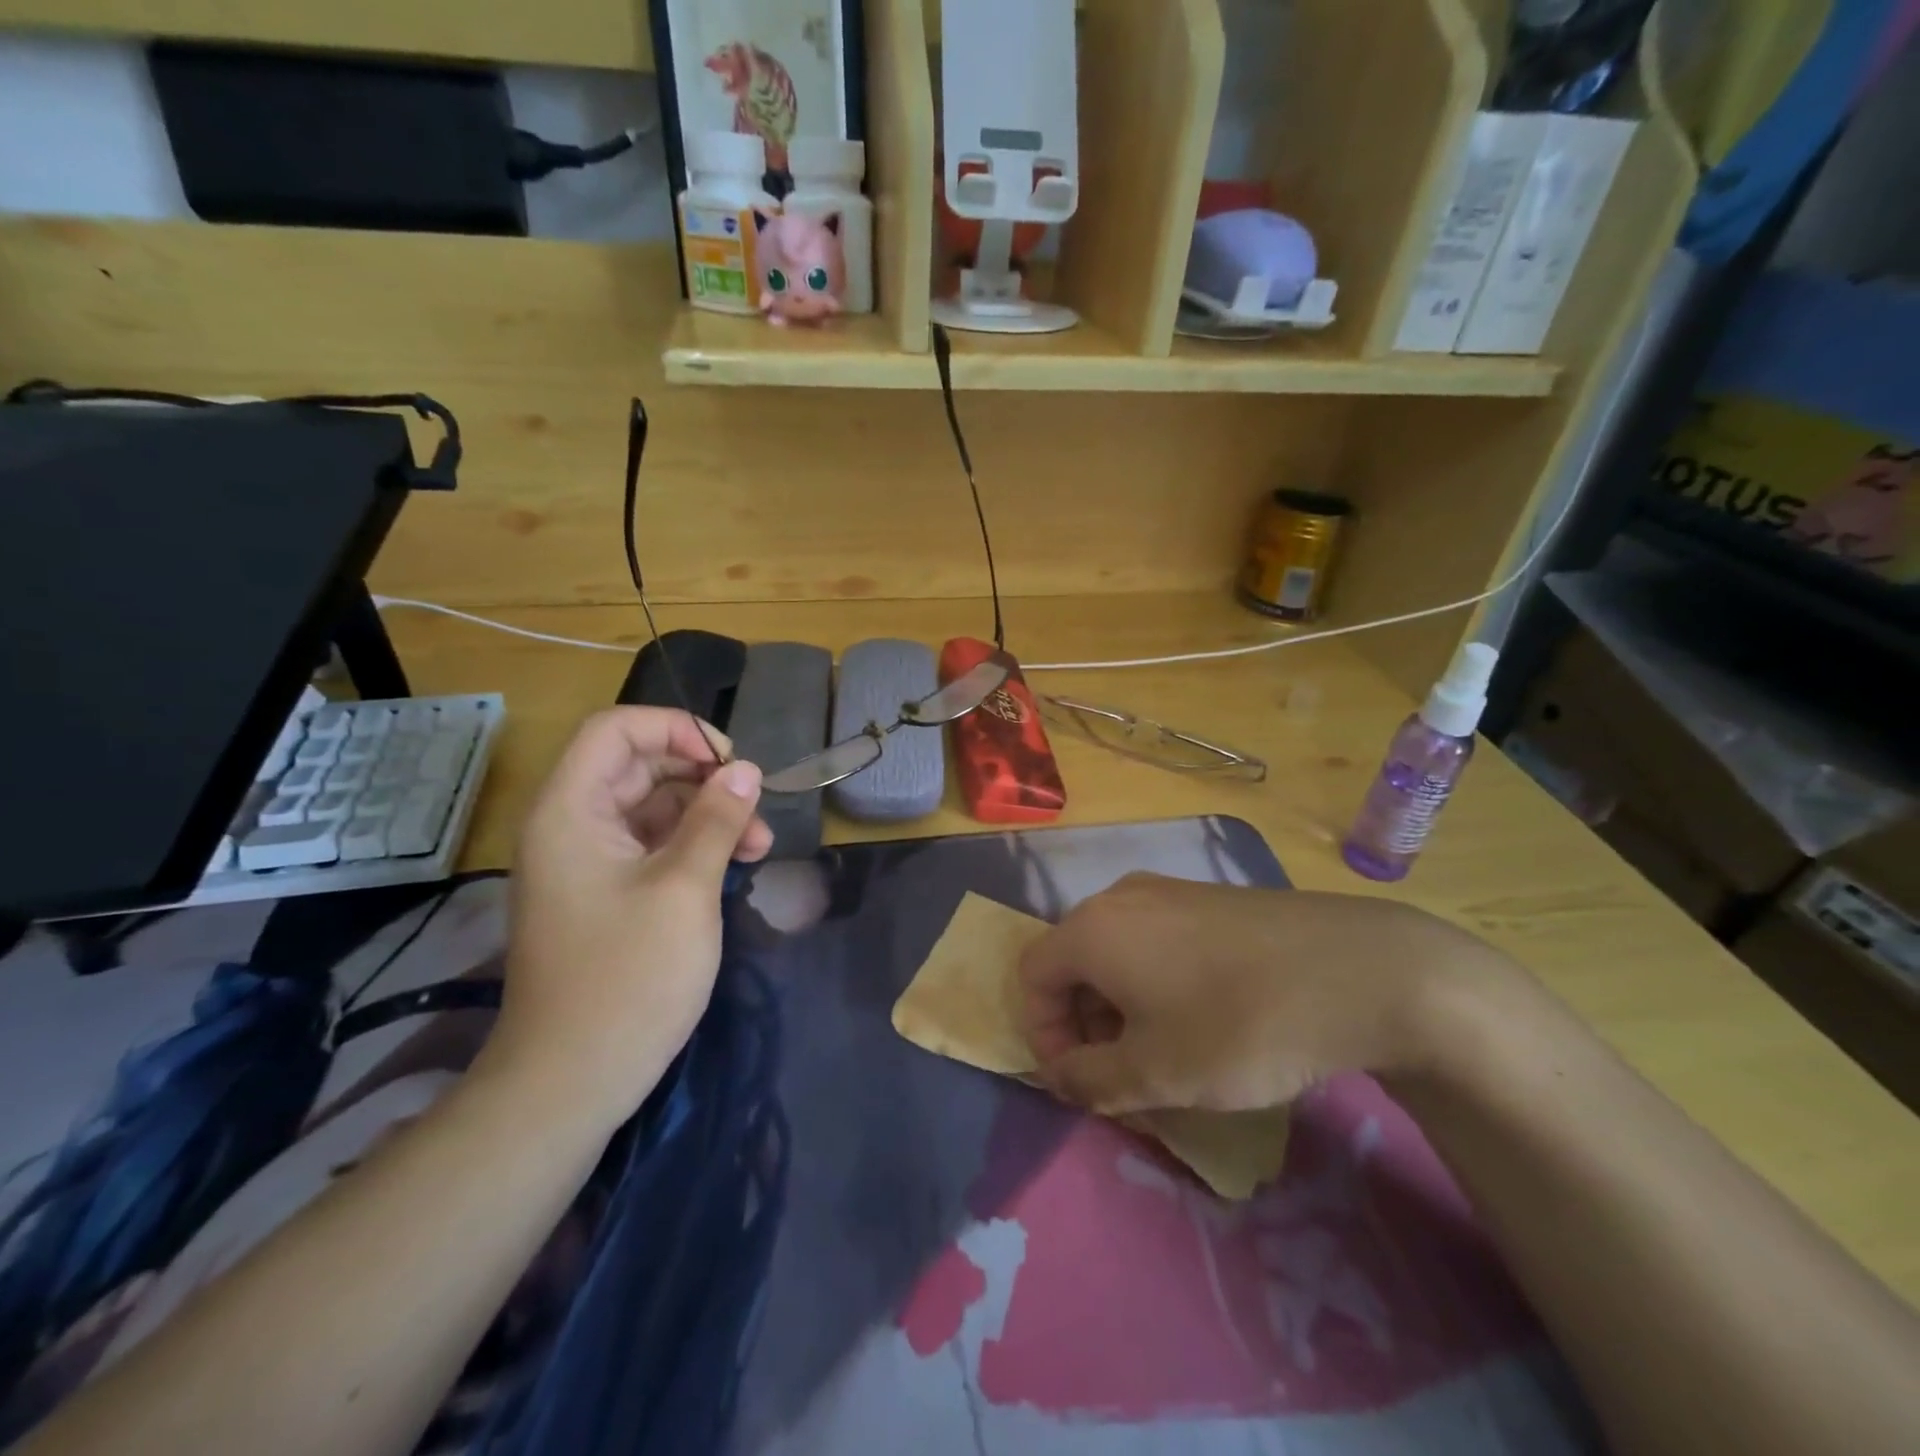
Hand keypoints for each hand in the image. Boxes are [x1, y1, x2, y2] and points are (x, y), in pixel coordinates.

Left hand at [486, 708, 771, 1133]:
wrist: (570, 1082)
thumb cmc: (627, 977)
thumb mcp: (685, 888)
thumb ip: (716, 820)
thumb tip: (746, 770)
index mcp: (571, 811)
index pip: (616, 730)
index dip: (676, 730)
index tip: (729, 763)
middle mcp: (572, 826)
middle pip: (640, 767)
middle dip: (704, 779)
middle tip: (755, 810)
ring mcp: (588, 863)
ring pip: (653, 808)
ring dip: (707, 816)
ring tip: (759, 847)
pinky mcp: (605, 895)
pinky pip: (652, 847)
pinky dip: (694, 847)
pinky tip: (734, 867)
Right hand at [1018, 873, 1519, 1115]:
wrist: (1357, 970)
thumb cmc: (1237, 1026)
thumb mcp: (1155, 1073)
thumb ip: (1089, 1080)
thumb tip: (1059, 1076)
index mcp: (1092, 929)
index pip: (1032, 976)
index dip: (1043, 1033)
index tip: (1082, 1080)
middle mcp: (1120, 897)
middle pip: (1073, 960)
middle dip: (1084, 1022)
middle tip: (1124, 1072)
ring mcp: (1168, 889)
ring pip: (1117, 948)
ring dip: (1120, 1003)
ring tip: (1166, 1049)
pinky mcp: (1209, 896)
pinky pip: (1156, 937)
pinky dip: (1156, 978)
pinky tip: (1205, 1014)